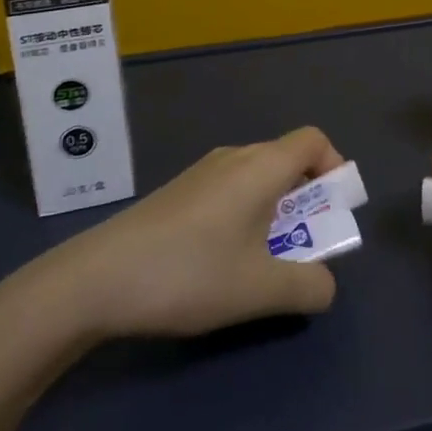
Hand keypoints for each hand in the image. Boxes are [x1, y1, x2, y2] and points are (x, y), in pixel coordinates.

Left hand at [22, 128, 347, 344]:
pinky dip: (246, 215)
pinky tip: (222, 262)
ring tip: (263, 261)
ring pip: (258, 179)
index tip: (333, 212)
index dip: (335, 168)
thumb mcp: (260, 290)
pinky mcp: (179, 193)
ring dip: (275, 212)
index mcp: (261, 166)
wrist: (96, 279)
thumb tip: (325, 285)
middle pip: (287, 160)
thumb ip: (308, 286)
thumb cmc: (190, 273)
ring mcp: (202, 172)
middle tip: (303, 247)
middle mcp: (235, 157)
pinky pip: (231, 190)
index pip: (314, 140)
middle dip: (307, 200)